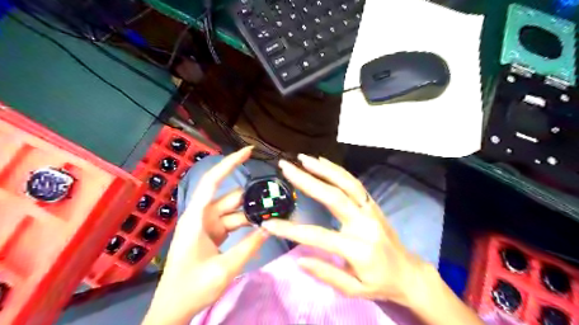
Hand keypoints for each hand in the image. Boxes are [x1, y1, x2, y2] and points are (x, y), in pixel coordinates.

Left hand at [140, 147, 267, 324]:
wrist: (173, 309)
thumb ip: (249, 246)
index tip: (248, 151)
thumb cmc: (191, 288)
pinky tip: (262, 225)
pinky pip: (233, 222)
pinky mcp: (212, 234)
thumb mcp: (224, 269)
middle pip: (231, 198)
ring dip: (252, 212)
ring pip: (234, 211)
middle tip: (277, 197)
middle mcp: (202, 216)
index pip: (213, 181)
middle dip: (253, 197)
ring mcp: (207, 225)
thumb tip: (271, 227)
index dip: (230, 163)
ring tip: (275, 213)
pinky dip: (247, 223)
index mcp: (197, 217)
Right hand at [263, 154, 429, 306]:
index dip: (291, 230)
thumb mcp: (353, 289)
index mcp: (357, 248)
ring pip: (346, 183)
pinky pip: (354, 183)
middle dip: (307, 180)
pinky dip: (338, 170)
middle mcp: (364, 223)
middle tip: (286, 167)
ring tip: (303, 158)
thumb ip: (326, 274)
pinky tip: (323, 162)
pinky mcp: (372, 204)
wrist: (409, 273)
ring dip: (323, 168)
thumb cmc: (380, 283)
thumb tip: (299, 259)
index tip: (270, 224)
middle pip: (333, 197)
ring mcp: (370, 210)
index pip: (318, 236)